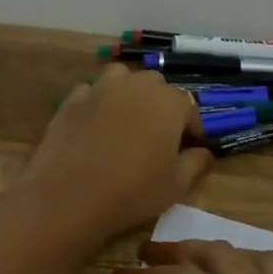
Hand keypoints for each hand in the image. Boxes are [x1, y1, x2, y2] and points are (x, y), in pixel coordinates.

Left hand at [16, 65, 212, 246]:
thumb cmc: (132, 191)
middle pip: (156, 86)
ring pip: (122, 78)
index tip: (189, 148)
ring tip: (126, 121)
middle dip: (161, 106)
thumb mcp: (175, 185)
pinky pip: (91, 92)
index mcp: (169, 103)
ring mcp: (101, 88)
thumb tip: (203, 152)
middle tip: (157, 136)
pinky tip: (95, 125)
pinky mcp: (72, 99)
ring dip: (129, 93)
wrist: (69, 195)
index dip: (191, 128)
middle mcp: (136, 85)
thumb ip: (195, 163)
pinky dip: (97, 102)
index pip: (189, 108)